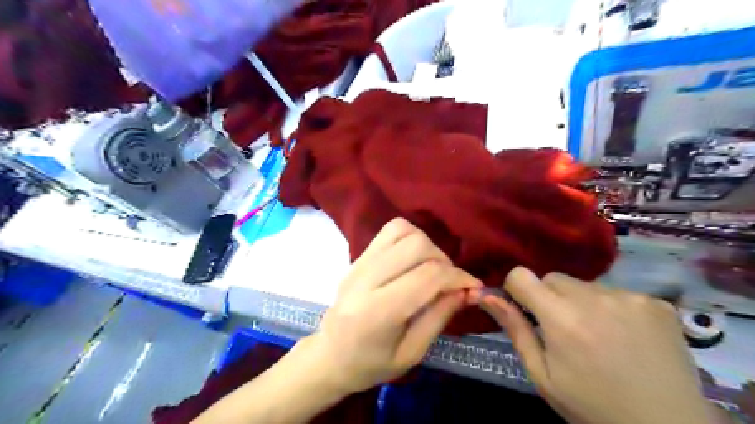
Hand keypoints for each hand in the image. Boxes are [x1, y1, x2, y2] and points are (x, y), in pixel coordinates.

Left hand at [307, 218, 483, 393]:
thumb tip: (468, 290)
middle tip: (449, 282)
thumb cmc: (370, 364)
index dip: (458, 277)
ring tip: (431, 269)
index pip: (427, 277)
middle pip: (417, 246)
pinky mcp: (358, 255)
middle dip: (444, 261)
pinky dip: (411, 237)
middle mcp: (365, 279)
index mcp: (377, 312)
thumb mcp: (411, 353)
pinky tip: (414, 259)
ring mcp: (359, 262)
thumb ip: (439, 317)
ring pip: (404, 231)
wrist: (330, 354)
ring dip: (428, 246)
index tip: (473, 288)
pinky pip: (391, 230)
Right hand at [480, 268, 712, 422]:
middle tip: (563, 330)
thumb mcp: (542, 374)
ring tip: (597, 334)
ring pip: (585, 284)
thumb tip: (486, 296)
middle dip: (549, 298)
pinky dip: (612, 307)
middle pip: (553, 279)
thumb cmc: (592, 405)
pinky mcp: (655, 303)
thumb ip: (515, 330)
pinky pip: (616, 292)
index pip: (521, 276)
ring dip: (581, 302)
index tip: (525, 309)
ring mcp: (629, 297)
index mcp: (561, 318)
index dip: (517, 289)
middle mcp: (594, 298)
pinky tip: (625, 335)